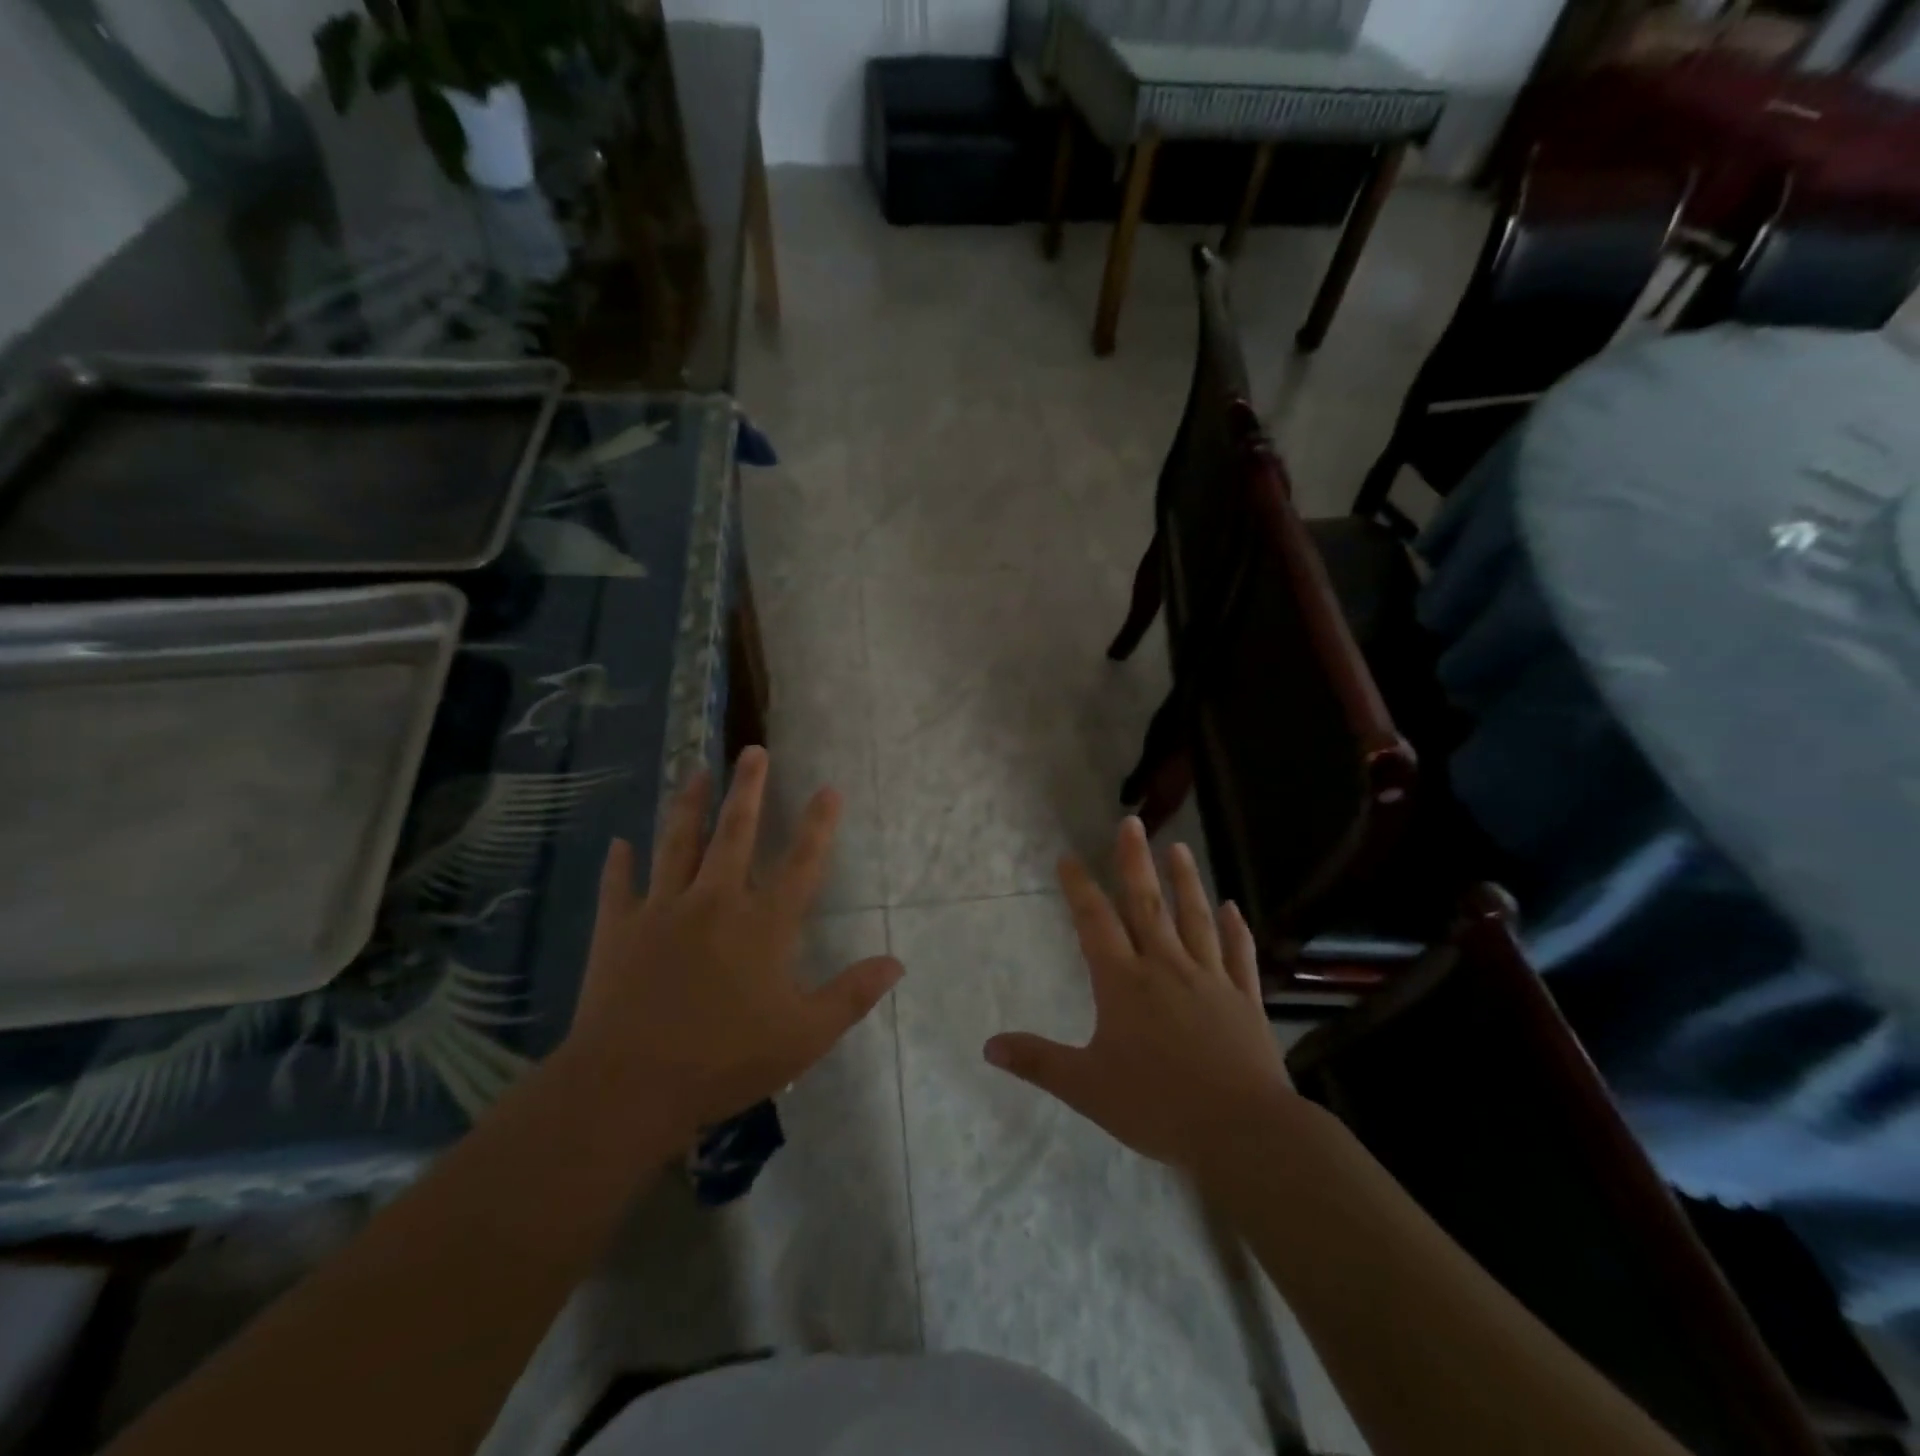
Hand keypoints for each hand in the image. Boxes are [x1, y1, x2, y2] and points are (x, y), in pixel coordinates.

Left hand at [565, 747, 902, 1141]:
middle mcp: (714, 902)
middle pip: (735, 833)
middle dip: (747, 789)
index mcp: (763, 925)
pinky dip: (620, 864)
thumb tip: (897, 962)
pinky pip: (619, 887)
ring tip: (694, 772)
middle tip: (753, 751)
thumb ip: (852, 994)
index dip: (818, 824)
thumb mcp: (804, 1035)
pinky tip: (620, 843)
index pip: (802, 863)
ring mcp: (662, 911)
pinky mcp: (618, 930)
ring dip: (688, 805)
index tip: (828, 788)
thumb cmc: (725, 1061)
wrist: (629, 1087)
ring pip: (677, 844)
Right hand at [983, 817, 1296, 1174]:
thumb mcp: (1086, 1088)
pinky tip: (1233, 906)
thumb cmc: (1158, 1106)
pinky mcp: (1244, 999)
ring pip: (1195, 918)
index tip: (1068, 857)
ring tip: (1178, 847)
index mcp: (1124, 983)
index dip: (1079, 888)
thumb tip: (988, 1046)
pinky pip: (1237, 954)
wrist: (1242, 1132)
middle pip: (1147, 904)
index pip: (1095, 924)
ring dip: (1185, 881)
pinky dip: (1234, 928)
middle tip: (1131, 823)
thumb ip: (1038, 1062)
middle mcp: (1166, 967)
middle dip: (1135, 862)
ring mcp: (1210, 979)